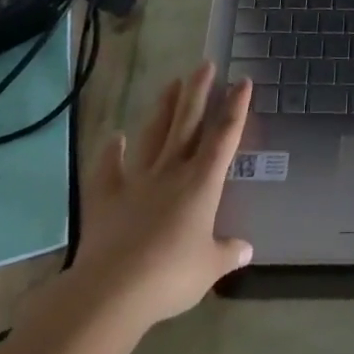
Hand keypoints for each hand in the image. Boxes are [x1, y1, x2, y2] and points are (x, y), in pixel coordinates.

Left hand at [64, 63, 253, 327]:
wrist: (113, 289)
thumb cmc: (170, 276)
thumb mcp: (209, 268)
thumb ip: (227, 253)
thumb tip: (246, 249)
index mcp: (202, 183)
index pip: (224, 136)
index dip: (236, 107)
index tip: (243, 81)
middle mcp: (172, 171)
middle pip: (188, 123)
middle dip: (198, 91)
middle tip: (205, 64)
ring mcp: (138, 180)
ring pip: (154, 135)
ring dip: (164, 108)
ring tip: (172, 83)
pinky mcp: (107, 197)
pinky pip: (109, 169)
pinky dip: (112, 152)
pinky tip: (115, 137)